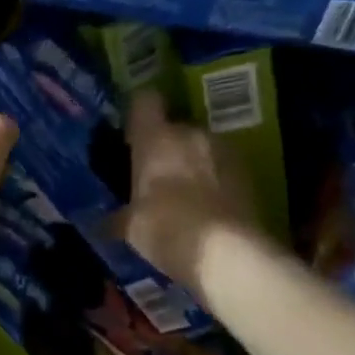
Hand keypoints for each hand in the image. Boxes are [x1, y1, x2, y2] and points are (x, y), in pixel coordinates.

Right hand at [118, 90, 267, 286]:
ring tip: (185, 195)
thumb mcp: (130, 228)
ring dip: (193, 163)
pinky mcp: (249, 173)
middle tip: (156, 176)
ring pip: (201, 148)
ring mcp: (225, 150)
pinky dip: (215, 181)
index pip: (144, 101)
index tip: (131, 134)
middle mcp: (191, 134)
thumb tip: (105, 223)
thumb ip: (119, 217)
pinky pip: (223, 168)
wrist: (227, 253)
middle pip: (175, 128)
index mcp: (156, 139)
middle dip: (166, 148)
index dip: (138, 114)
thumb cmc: (165, 230)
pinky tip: (207, 209)